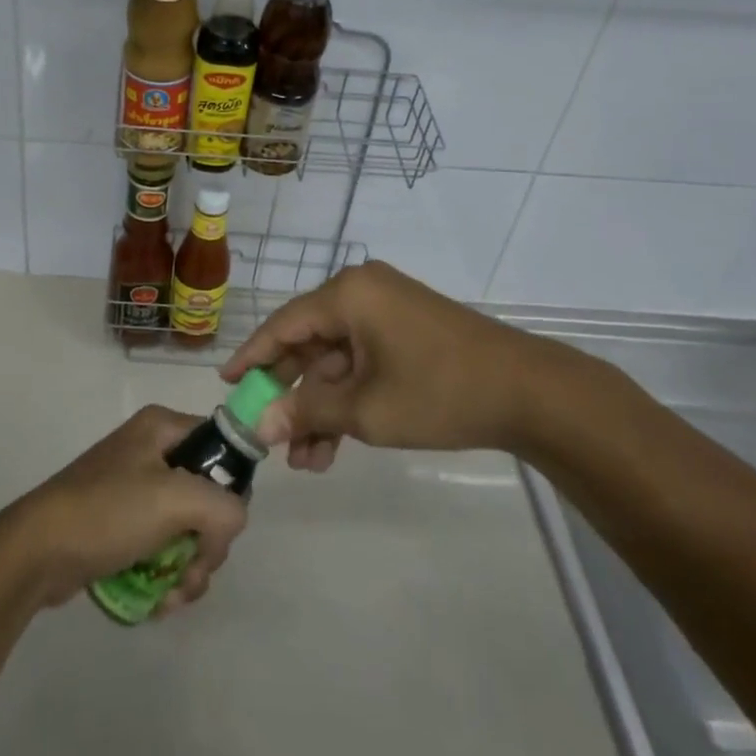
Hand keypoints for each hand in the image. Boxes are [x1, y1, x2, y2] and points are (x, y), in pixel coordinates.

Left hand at [0, 406, 248, 612]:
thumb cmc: (107, 512)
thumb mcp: (175, 500)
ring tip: (171, 596)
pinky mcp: (121, 525)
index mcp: (163, 428)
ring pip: (188, 529)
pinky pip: (162, 548)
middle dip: (207, 545)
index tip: (220, 528)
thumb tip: (231, 524)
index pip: (222, 448)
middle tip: (193, 572)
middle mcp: (151, 451)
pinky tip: (156, 601)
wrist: (37, 551)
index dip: (230, 489)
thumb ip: (224, 507)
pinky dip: (166, 576)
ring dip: (189, 569)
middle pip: (208, 497)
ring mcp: (134, 490)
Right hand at [221, 261, 558, 470]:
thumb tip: (260, 425)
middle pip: (309, 344)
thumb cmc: (439, 392)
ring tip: (306, 462)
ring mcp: (386, 312)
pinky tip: (334, 446)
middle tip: (268, 436)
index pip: (283, 325)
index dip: (252, 357)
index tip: (225, 384)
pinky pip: (362, 362)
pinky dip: (349, 399)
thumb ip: (308, 413)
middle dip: (291, 396)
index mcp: (348, 295)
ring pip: (336, 361)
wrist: (530, 394)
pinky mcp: (405, 331)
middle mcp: (362, 293)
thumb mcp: (366, 410)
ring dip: (321, 408)